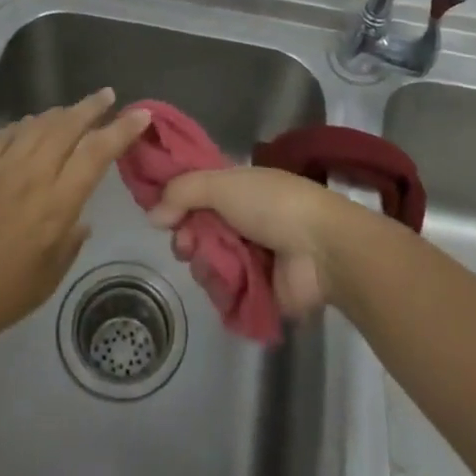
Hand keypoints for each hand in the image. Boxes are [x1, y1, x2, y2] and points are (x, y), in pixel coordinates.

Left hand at [0, 89, 148, 346]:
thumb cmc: (2, 295)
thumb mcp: (49, 276)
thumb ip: (71, 241)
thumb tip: (81, 218)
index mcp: (56, 204)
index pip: (96, 153)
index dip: (121, 130)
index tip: (140, 114)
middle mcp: (32, 175)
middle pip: (68, 126)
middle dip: (91, 107)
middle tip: (107, 97)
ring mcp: (1, 167)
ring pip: (38, 124)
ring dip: (61, 113)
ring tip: (74, 110)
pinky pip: (6, 134)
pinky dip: (25, 125)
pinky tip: (31, 126)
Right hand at [146, 166, 361, 318]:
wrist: (322, 249)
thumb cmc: (272, 205)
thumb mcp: (223, 184)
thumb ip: (182, 192)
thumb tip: (153, 215)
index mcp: (238, 188)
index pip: (196, 193)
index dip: (176, 202)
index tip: (160, 213)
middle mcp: (241, 218)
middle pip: (196, 230)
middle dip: (185, 237)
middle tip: (186, 244)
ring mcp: (250, 255)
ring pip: (207, 261)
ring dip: (203, 263)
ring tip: (212, 264)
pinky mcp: (257, 290)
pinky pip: (224, 291)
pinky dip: (221, 288)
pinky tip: (226, 284)